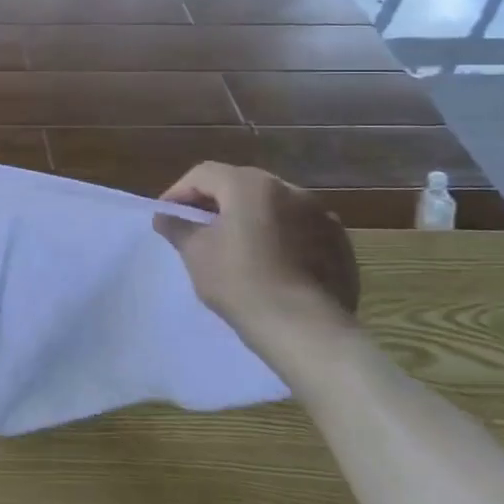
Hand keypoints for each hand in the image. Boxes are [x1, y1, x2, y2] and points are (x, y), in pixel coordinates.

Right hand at [154, 161, 359, 373]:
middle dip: (215, 201)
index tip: (167, 216)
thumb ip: (177, 227)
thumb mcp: (196, 253)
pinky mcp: (339, 242)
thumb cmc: (240, 283)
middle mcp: (289, 189)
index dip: (179, 192)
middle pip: (240, 184)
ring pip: (273, 205)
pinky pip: (299, 227)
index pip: (204, 174)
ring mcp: (320, 214)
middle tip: (197, 226)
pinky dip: (280, 235)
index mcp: (250, 185)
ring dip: (249, 216)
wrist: (306, 329)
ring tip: (235, 244)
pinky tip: (271, 262)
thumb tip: (164, 216)